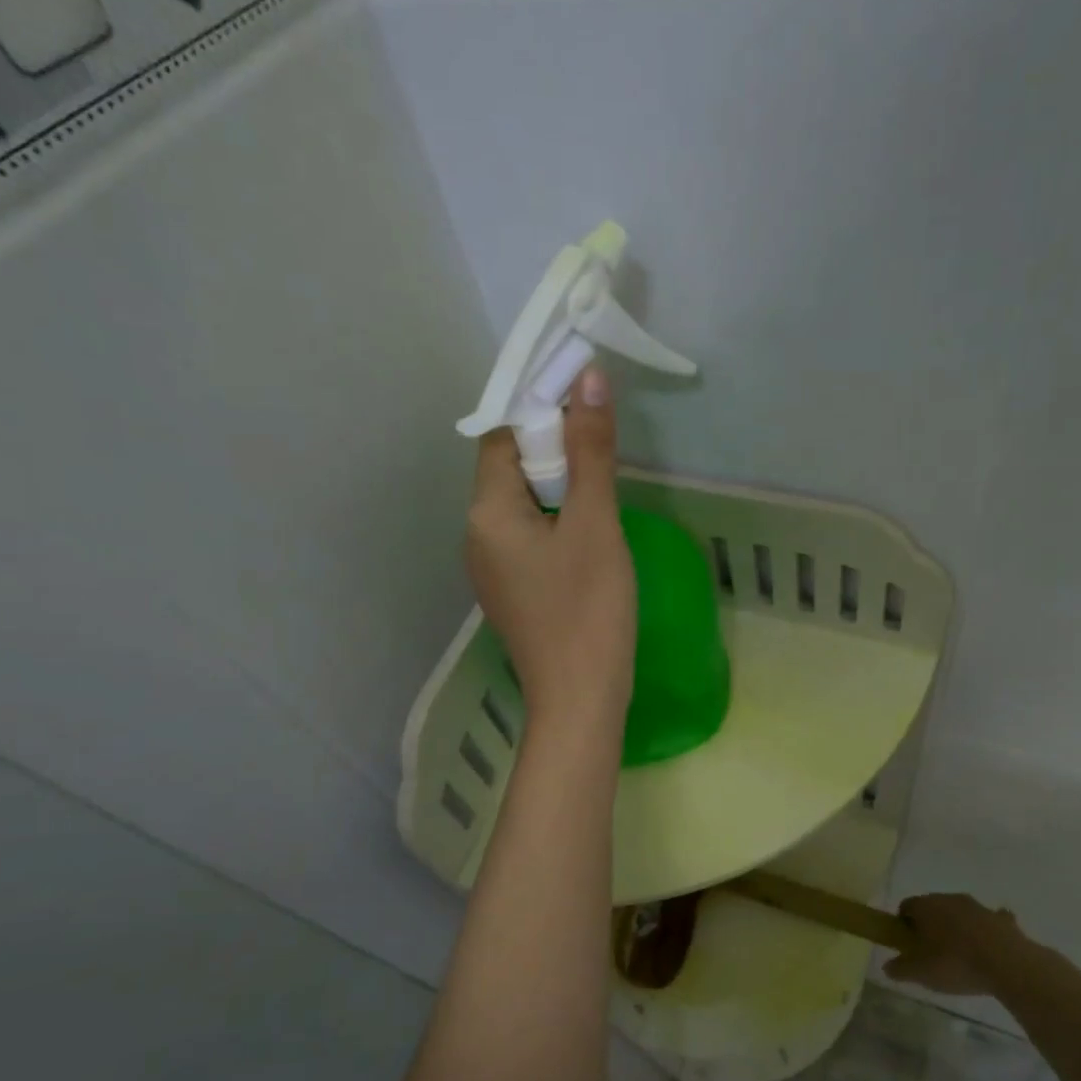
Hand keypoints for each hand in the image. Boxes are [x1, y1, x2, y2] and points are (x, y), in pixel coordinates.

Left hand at [466, 365, 635, 734]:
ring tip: (603, 496)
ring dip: (561, 491)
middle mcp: (477, 536)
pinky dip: (558, 525)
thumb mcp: (595, 524)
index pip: (503, 438)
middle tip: (603, 455)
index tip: (585, 407)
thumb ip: (591, 452)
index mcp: (486, 513)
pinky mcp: (514, 593)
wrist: (579, 701)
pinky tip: (590, 539)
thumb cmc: (587, 610)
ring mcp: (493, 570)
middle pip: (511, 471)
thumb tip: (587, 378)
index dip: (542, 414)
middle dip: (556, 453)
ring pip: (524, 508)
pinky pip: (530, 540)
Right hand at [884, 893, 1025, 995]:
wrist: (1006, 963)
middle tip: (931, 954)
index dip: (903, 925)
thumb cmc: (954, 963)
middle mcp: (949, 898)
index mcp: (925, 905)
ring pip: (960, 914)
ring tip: (961, 958)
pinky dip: (985, 933)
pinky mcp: (1001, 919)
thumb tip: (887, 966)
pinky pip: (988, 923)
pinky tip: (988, 953)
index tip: (908, 945)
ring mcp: (978, 907)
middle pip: (933, 908)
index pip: (906, 906)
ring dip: (957, 929)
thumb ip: (900, 968)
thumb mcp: (920, 972)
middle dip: (930, 926)